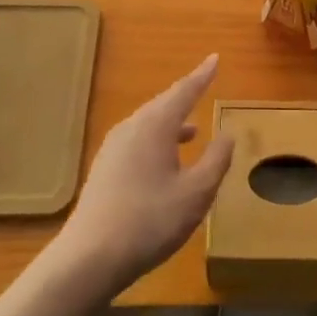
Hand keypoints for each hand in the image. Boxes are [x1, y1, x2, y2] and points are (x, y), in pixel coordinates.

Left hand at [59, 55, 233, 293]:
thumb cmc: (150, 221)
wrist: (89, 257)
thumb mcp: (196, 193)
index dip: (202, 75)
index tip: (215, 58)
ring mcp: (112, 148)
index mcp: (155, 125)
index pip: (184, 91)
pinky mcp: (103, 169)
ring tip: (192, 130)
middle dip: (185, 97)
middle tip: (204, 88)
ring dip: (171, 123)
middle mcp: (131, 127)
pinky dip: (156, 140)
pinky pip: (136, 140)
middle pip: (163, 104)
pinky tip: (164, 162)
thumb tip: (227, 134)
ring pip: (148, 124)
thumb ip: (216, 160)